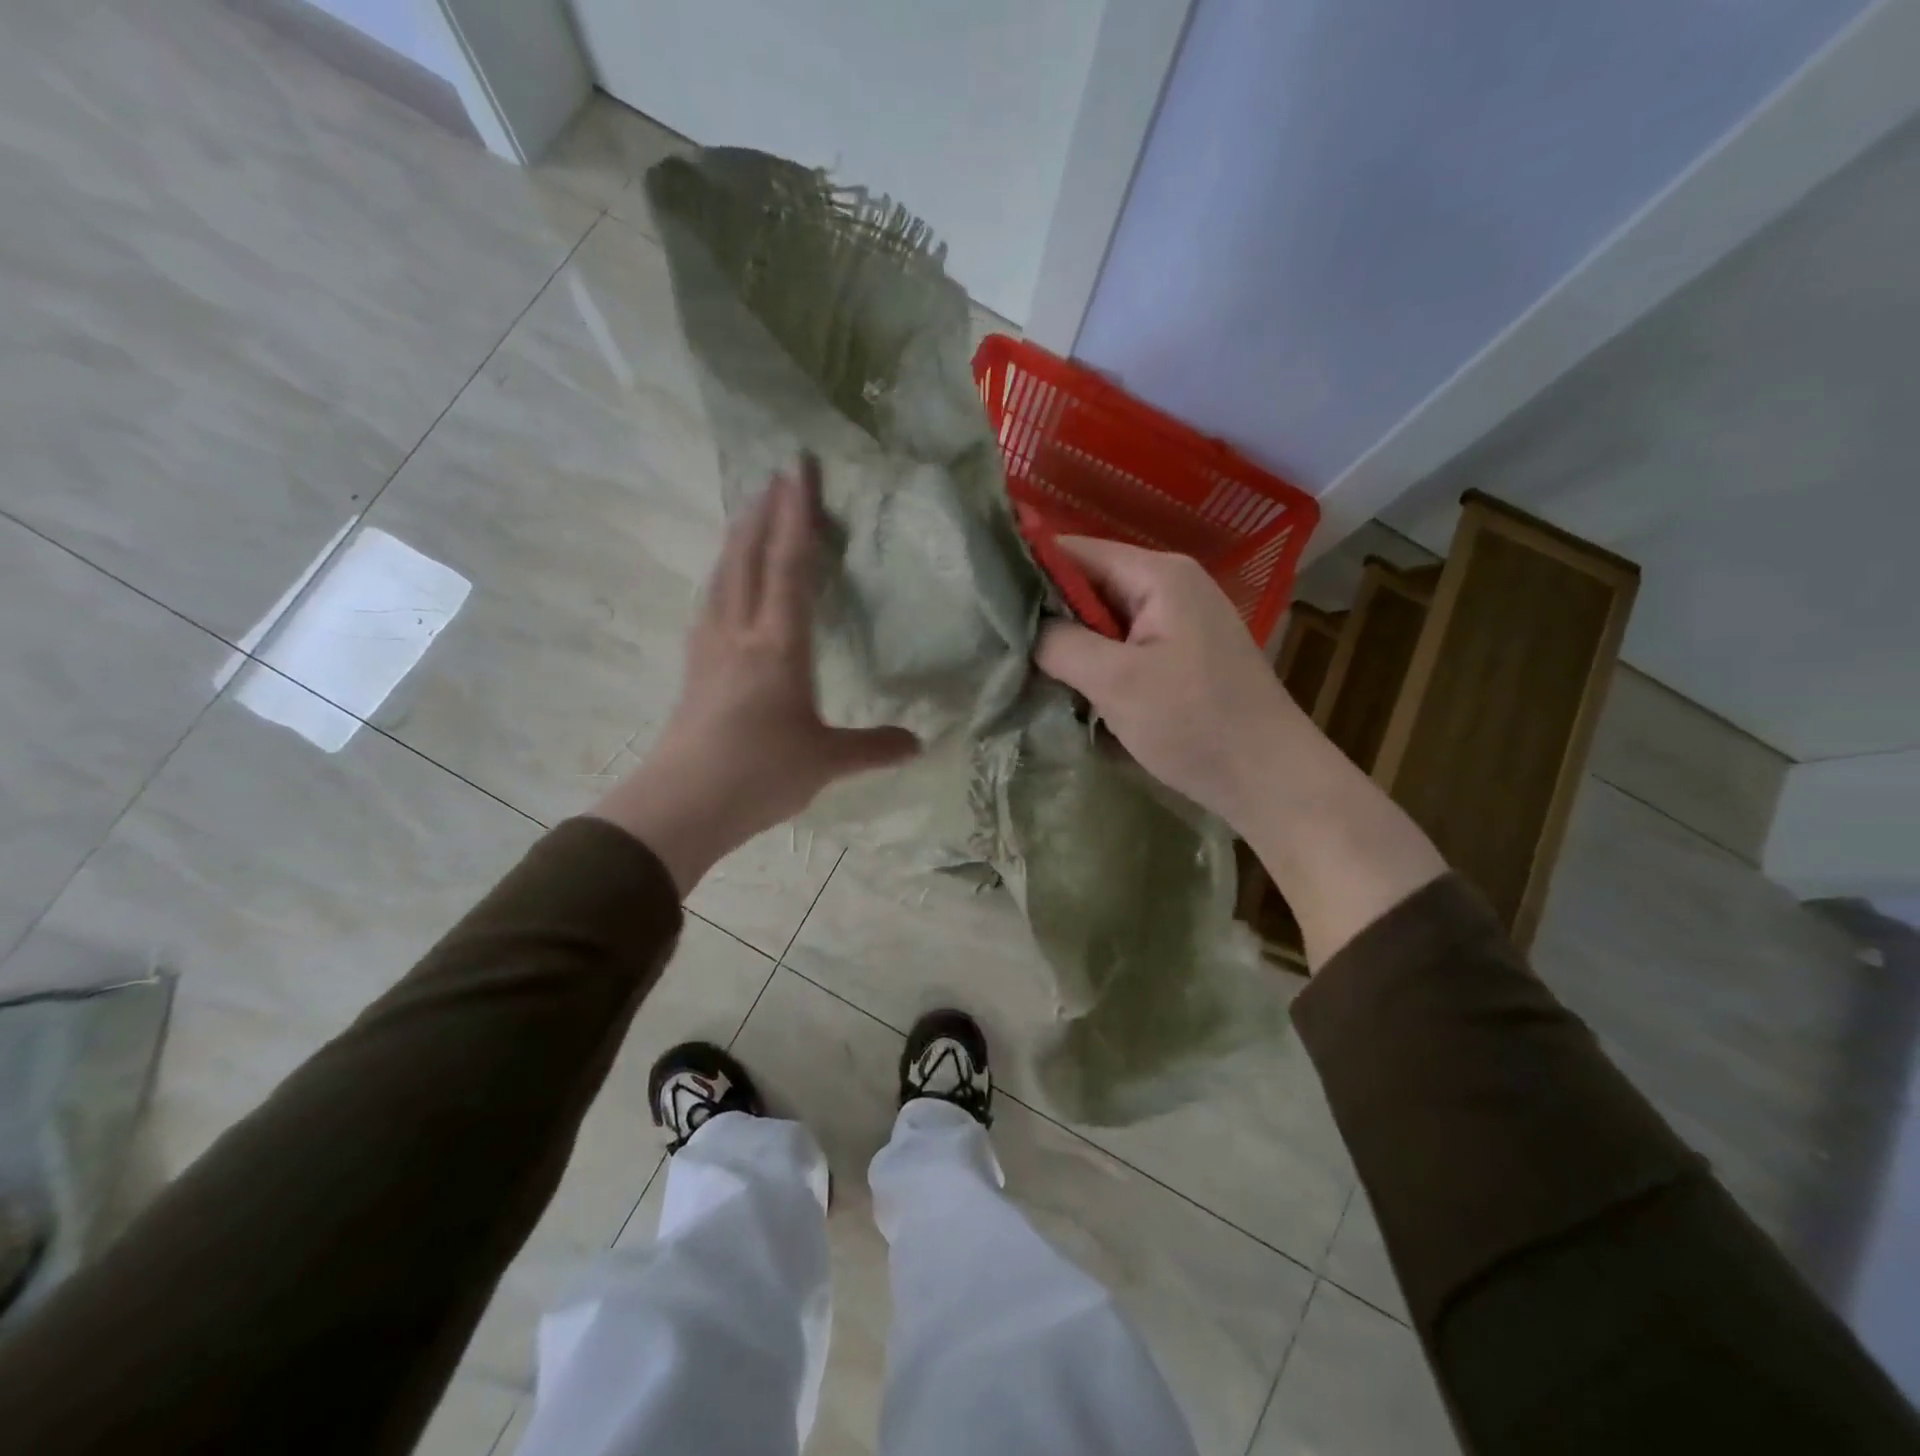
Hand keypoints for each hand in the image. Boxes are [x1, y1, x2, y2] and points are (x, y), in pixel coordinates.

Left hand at [591, 459, 918, 894]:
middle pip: (748, 556)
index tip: (799, 470)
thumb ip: (874, 748)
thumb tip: (919, 744)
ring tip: (749, 512)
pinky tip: (725, 580)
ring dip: (738, 537)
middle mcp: (740, 632)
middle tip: (777, 474)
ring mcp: (710, 646)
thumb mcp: (826, 761)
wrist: (682, 803)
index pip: (789, 566)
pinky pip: (711, 600)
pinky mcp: (694, 665)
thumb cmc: (759, 774)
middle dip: (764, 511)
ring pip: (723, 574)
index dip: (797, 516)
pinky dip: (724, 573)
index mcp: (778, 645)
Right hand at [1037, 535, 1446, 966]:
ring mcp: (1177, 621)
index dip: (1028, 570)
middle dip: (1046, 613)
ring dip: (1069, 642)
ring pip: (1102, 619)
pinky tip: (1067, 684)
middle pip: (1088, 584)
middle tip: (996, 640)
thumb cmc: (1194, 723)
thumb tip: (1023, 628)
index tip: (983, 599)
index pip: (1075, 551)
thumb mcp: (1117, 681)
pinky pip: (1122, 645)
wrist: (1269, 779)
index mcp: (1158, 574)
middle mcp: (1169, 585)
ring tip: (1021, 663)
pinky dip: (1094, 661)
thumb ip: (1061, 644)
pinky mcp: (1179, 655)